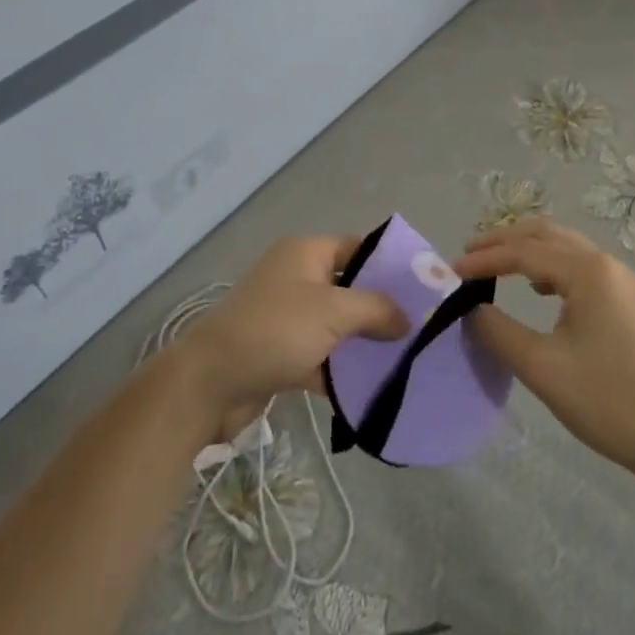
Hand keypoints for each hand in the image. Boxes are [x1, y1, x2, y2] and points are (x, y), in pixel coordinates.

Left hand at [175, 235, 410, 432]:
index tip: (424, 287)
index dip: (389, 265)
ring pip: (337, 325)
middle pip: (350, 288)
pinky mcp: (281, 353)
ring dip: (364, 342)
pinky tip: (373, 386)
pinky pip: (322, 356)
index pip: (357, 248)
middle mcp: (296, 278)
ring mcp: (287, 317)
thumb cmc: (275, 330)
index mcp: (305, 253)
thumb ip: (376, 309)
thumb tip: (406, 319)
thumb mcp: (334, 311)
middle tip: (421, 326)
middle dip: (382, 308)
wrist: (210, 383)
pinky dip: (342, 370)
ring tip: (406, 358)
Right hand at [457, 219, 634, 482]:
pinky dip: (550, 266)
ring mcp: (621, 281)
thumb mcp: (542, 367)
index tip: (449, 273)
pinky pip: (580, 266)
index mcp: (588, 271)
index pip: (523, 252)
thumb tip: (471, 309)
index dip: (484, 259)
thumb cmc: (609, 400)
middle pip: (545, 234)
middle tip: (467, 256)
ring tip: (494, 266)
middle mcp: (606, 264)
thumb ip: (499, 331)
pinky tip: (538, 290)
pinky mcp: (628, 301)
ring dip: (527, 249)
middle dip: (503, 240)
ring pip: (565, 246)